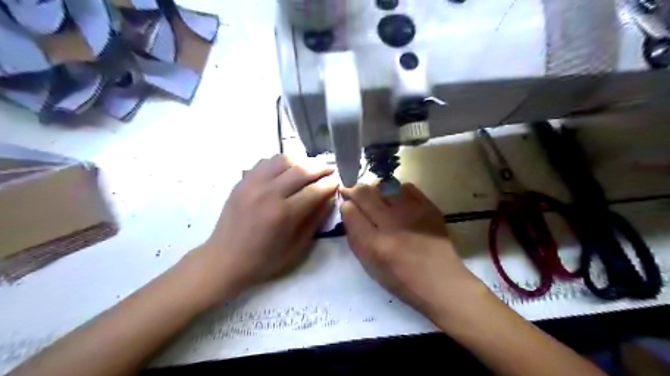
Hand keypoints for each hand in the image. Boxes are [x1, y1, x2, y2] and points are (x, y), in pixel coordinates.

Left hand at [189, 154, 337, 298]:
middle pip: (301, 170)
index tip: (338, 181)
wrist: (224, 259)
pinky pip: (265, 162)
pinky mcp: (242, 181)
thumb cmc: (263, 259)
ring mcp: (253, 184)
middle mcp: (268, 193)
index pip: (314, 191)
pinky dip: (280, 162)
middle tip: (329, 169)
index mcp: (283, 214)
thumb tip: (330, 199)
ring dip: (300, 161)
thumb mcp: (296, 248)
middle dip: (320, 167)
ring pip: (283, 160)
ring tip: (309, 167)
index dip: (329, 184)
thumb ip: (315, 221)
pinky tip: (286, 170)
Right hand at [342, 184, 483, 318]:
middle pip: (364, 192)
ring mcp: (411, 212)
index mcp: (374, 244)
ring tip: (377, 198)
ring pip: (383, 185)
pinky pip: (405, 187)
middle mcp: (391, 224)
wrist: (441, 281)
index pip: (350, 210)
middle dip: (355, 190)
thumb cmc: (401, 279)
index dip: (346, 205)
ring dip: (375, 189)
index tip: (348, 206)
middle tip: (356, 195)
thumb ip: (355, 236)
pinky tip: (398, 202)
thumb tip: (349, 209)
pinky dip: (397, 191)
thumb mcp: (369, 265)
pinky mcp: (428, 207)